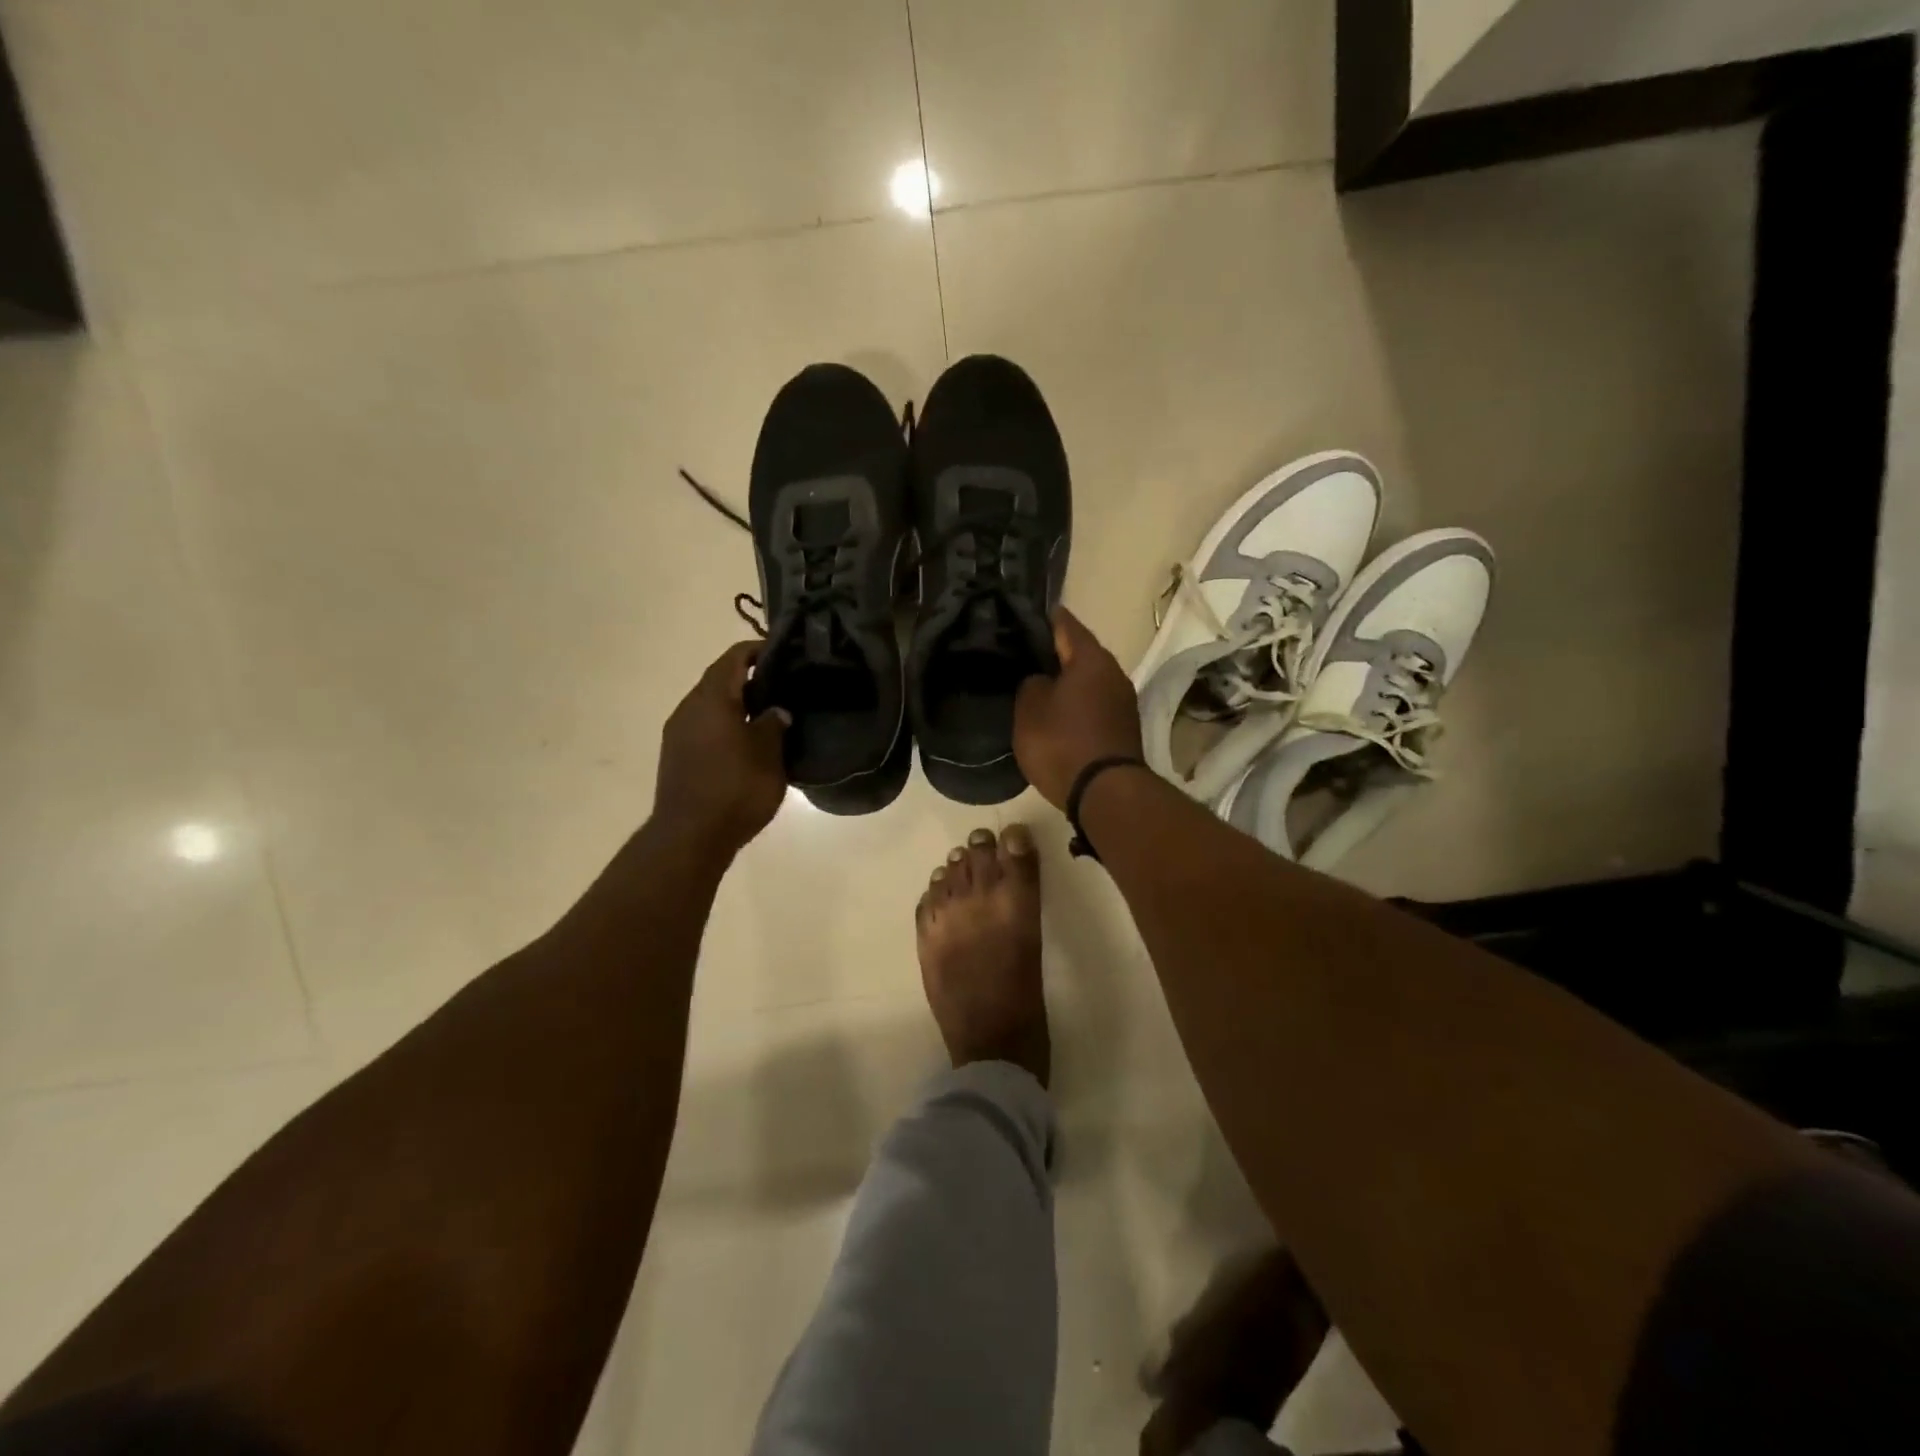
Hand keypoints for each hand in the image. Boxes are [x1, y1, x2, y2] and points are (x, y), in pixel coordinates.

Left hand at [654, 641, 788, 856]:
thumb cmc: (736, 789)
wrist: (690, 836)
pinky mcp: (676, 756)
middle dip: (748, 678)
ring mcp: (678, 733)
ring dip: (735, 703)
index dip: (758, 651)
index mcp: (712, 699)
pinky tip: (745, 741)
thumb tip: (776, 710)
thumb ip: (773, 725)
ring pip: (710, 705)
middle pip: (719, 679)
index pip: (734, 658)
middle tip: (782, 685)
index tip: (784, 652)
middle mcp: (689, 708)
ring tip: (766, 714)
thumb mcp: (768, 754)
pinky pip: (703, 726)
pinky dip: (724, 723)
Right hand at [1013, 607, 1143, 808]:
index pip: (1064, 623)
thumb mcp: (1030, 709)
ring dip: (1065, 681)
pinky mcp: (1122, 727)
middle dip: (1052, 652)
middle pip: (1078, 652)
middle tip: (1020, 654)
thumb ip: (1031, 684)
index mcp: (1091, 658)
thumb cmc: (1063, 743)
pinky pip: (1093, 704)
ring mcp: (1122, 701)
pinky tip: (1055, 712)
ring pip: (1087, 679)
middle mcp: (1113, 672)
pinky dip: (1075, 703)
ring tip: (1035, 684)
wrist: (1105, 794)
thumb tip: (1041, 680)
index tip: (1019, 615)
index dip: (1040, 617)